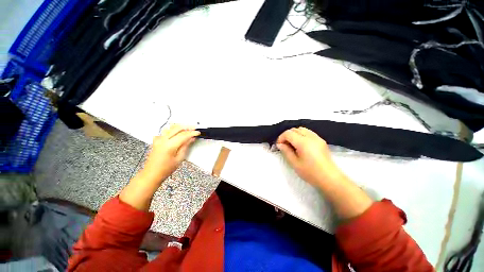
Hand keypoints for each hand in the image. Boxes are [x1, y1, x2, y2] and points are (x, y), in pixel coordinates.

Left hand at [141, 124, 199, 182]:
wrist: (151, 174)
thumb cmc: (164, 169)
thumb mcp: (179, 159)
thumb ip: (185, 146)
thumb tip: (191, 139)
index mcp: (169, 145)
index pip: (184, 135)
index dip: (192, 133)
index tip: (197, 133)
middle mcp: (163, 140)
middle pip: (177, 128)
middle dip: (187, 127)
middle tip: (194, 128)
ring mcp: (158, 139)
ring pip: (171, 128)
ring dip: (180, 127)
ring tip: (187, 129)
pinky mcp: (157, 140)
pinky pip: (166, 131)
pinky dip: (173, 130)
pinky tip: (177, 132)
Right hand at [276, 127, 343, 186]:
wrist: (329, 178)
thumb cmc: (310, 172)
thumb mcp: (294, 163)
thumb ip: (286, 151)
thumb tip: (280, 144)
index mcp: (303, 142)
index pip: (288, 133)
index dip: (281, 138)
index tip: (278, 145)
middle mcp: (311, 137)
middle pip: (295, 129)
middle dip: (287, 135)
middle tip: (284, 145)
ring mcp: (317, 138)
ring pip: (302, 129)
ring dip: (294, 134)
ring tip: (292, 144)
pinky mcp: (321, 141)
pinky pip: (308, 132)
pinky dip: (301, 135)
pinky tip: (300, 144)